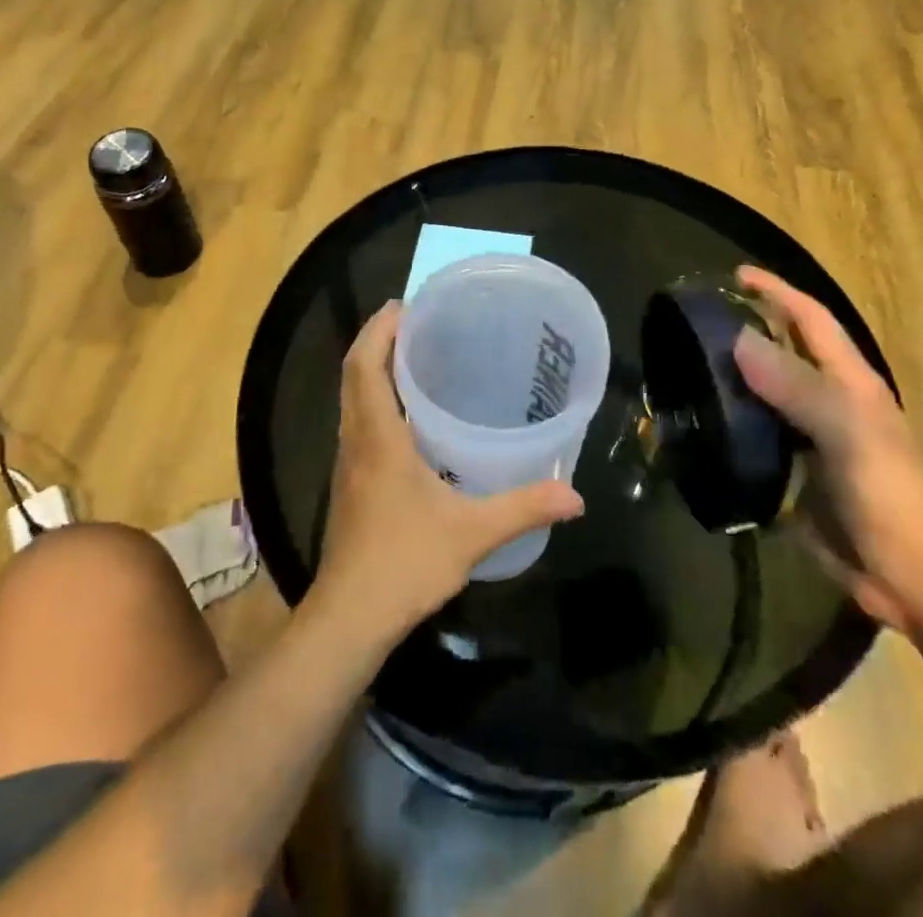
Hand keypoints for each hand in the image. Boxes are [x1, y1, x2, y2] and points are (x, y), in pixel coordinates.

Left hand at [313, 303, 584, 640]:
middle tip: (415, 322)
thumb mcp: (471, 533)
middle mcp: (355, 441)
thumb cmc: (404, 562)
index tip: (403, 305)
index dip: (378, 330)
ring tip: (414, 357)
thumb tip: (574, 496)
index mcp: (378, 437)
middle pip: (354, 375)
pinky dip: (375, 400)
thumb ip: (523, 508)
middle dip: (377, 340)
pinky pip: (357, 423)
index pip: (365, 366)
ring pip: (352, 399)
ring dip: (373, 369)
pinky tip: (408, 417)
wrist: (349, 618)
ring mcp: (347, 463)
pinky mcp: (349, 484)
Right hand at [731, 267, 922, 632]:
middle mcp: (827, 403)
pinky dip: (728, 428)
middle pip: (783, 353)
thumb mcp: (845, 431)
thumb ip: (795, 385)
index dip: (777, 292)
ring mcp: (809, 441)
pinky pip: (754, 440)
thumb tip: (739, 339)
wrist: (911, 577)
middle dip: (746, 331)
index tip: (735, 275)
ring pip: (763, 397)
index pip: (810, 320)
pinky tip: (696, 426)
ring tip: (683, 369)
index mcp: (848, 382)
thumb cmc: (887, 493)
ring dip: (730, 381)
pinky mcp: (794, 476)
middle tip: (695, 323)